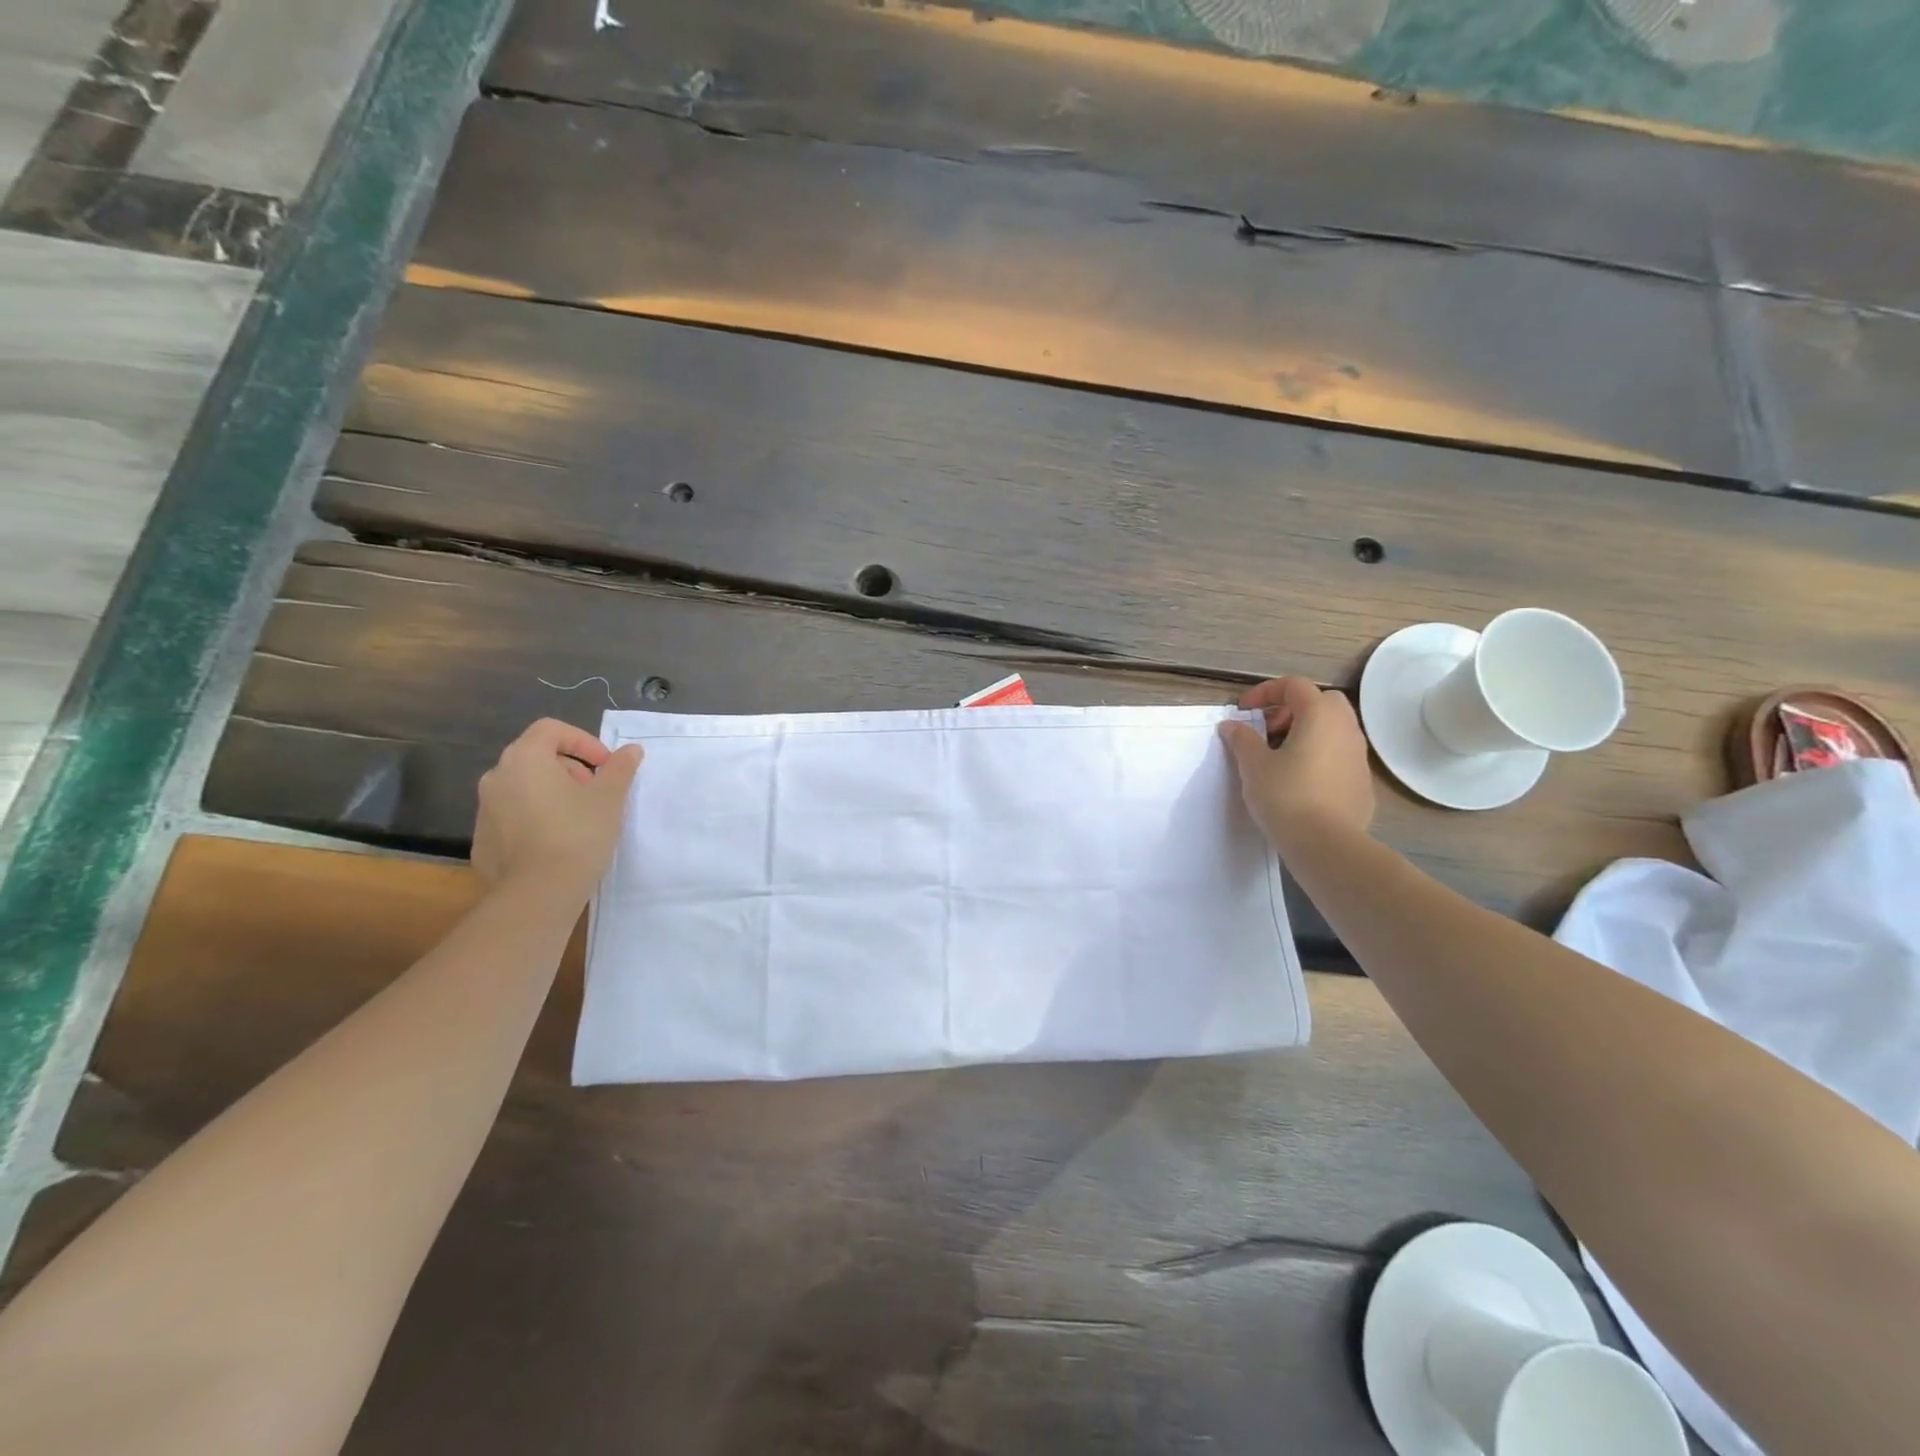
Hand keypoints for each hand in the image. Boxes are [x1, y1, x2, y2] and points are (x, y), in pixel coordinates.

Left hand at [472, 719, 643, 897]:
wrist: (538, 893)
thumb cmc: (578, 833)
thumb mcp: (610, 797)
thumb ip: (620, 768)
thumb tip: (631, 750)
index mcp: (525, 758)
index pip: (551, 729)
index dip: (583, 741)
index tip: (605, 765)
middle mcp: (496, 777)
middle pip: (535, 757)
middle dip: (569, 768)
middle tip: (595, 792)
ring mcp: (484, 810)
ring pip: (522, 788)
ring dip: (551, 793)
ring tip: (578, 818)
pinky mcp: (482, 841)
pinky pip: (512, 818)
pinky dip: (534, 819)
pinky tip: (556, 843)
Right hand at [1219, 676, 1373, 845]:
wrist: (1326, 844)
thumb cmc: (1285, 796)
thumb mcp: (1253, 765)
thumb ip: (1242, 739)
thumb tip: (1232, 726)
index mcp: (1320, 716)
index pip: (1294, 685)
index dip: (1265, 692)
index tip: (1244, 711)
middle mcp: (1346, 729)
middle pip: (1321, 702)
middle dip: (1292, 709)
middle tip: (1268, 731)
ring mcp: (1359, 756)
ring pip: (1333, 730)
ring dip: (1306, 733)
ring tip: (1280, 758)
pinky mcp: (1362, 783)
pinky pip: (1339, 756)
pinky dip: (1319, 756)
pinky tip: (1299, 782)